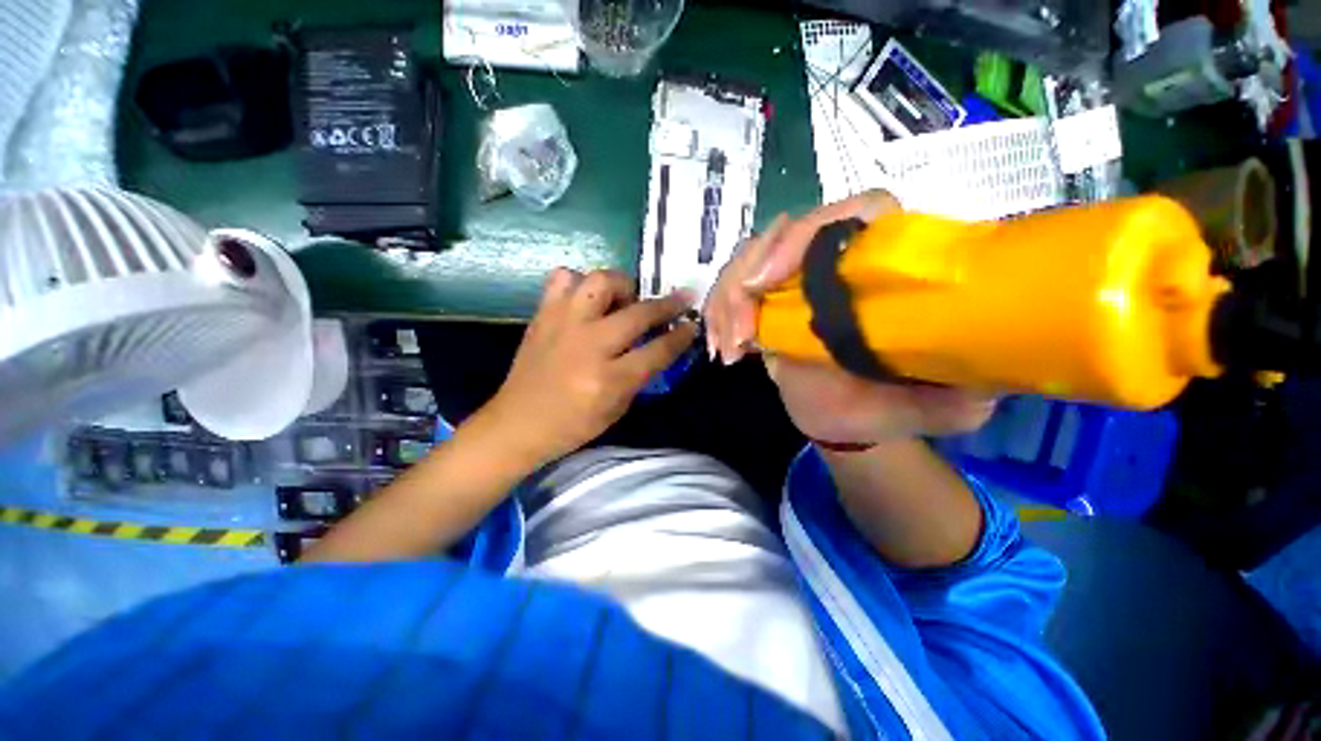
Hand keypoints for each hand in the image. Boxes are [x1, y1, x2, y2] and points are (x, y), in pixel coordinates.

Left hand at [482, 268, 697, 463]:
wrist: (517, 423)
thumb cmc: (572, 425)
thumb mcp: (616, 409)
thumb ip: (639, 376)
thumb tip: (659, 345)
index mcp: (609, 379)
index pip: (658, 350)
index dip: (681, 336)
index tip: (692, 324)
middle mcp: (589, 345)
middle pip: (638, 312)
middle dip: (667, 304)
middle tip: (680, 300)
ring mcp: (563, 324)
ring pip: (601, 281)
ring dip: (623, 286)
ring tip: (626, 299)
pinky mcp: (543, 315)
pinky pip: (563, 279)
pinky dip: (579, 283)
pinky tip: (586, 300)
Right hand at [705, 191, 994, 443]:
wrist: (841, 418)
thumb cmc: (883, 408)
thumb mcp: (932, 407)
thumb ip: (961, 393)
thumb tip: (982, 376)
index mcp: (886, 267)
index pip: (857, 211)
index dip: (810, 233)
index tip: (769, 282)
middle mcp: (838, 260)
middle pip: (783, 232)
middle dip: (747, 279)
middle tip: (739, 334)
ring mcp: (796, 277)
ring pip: (748, 259)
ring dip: (725, 302)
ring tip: (727, 350)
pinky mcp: (766, 299)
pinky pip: (731, 288)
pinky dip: (717, 315)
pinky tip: (721, 349)